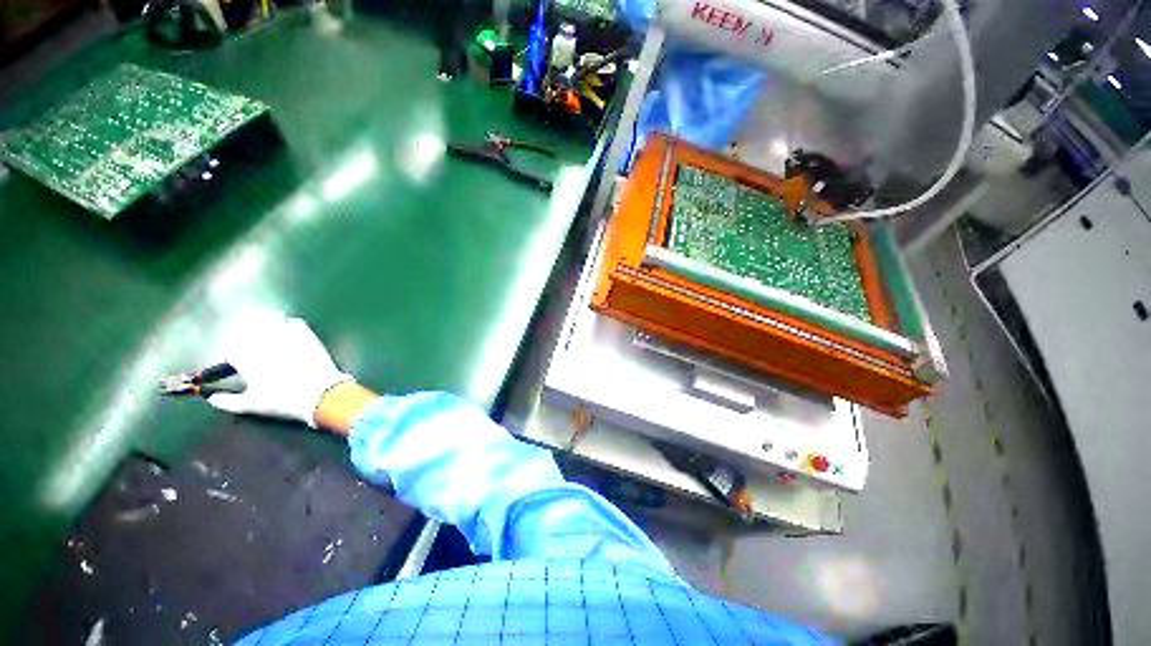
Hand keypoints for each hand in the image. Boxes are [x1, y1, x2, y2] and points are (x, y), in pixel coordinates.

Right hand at [207, 316, 353, 427]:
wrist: (320, 394)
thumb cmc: (283, 402)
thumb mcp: (252, 406)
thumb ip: (228, 402)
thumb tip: (212, 400)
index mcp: (246, 359)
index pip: (231, 346)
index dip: (233, 350)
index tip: (237, 357)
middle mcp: (264, 344)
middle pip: (248, 327)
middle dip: (248, 332)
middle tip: (253, 341)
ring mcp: (287, 337)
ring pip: (271, 320)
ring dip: (269, 324)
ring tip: (271, 333)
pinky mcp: (308, 336)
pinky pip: (295, 323)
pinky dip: (291, 324)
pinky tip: (291, 331)